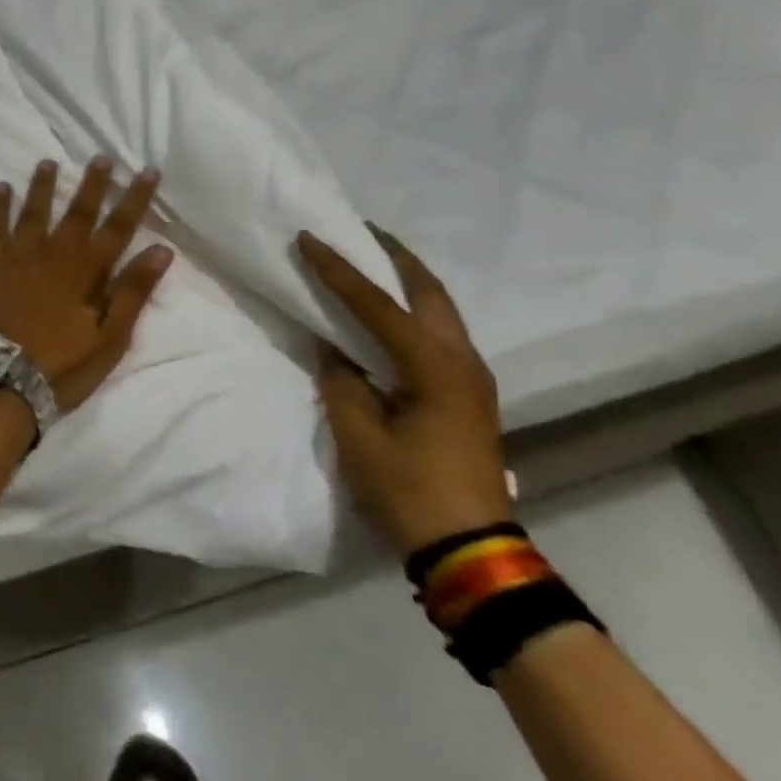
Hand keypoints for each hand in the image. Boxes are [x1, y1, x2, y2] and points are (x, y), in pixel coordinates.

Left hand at [0, 157, 174, 412]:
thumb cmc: (62, 365)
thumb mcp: (110, 338)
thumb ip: (133, 292)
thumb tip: (160, 250)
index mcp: (87, 270)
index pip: (119, 227)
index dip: (135, 198)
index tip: (147, 170)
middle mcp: (54, 253)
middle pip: (78, 211)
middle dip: (93, 183)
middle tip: (101, 157)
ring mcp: (19, 257)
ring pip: (34, 211)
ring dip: (43, 186)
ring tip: (48, 162)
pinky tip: (2, 188)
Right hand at [296, 225, 512, 559]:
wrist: (471, 549)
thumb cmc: (409, 488)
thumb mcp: (358, 432)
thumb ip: (341, 380)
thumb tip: (334, 350)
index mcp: (433, 364)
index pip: (375, 303)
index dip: (338, 269)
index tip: (309, 237)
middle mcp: (460, 359)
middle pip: (428, 290)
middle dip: (393, 256)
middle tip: (361, 231)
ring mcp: (471, 377)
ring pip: (439, 310)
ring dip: (406, 281)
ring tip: (372, 262)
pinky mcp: (468, 395)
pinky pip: (439, 333)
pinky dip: (413, 310)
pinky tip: (390, 314)